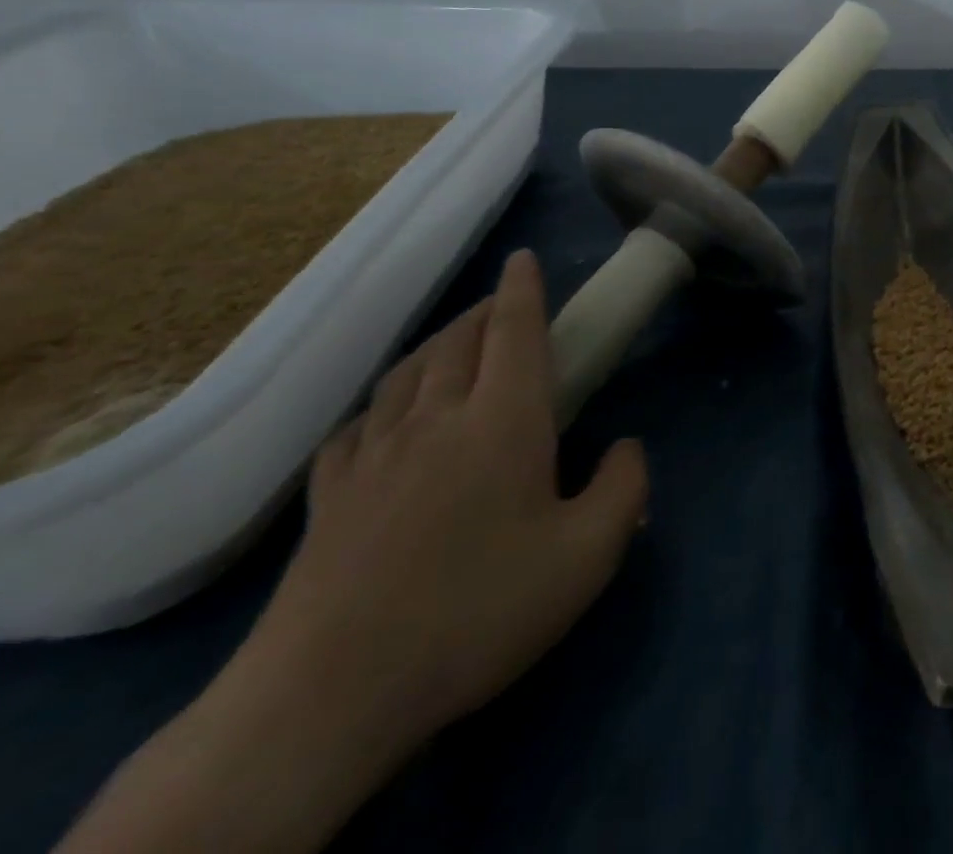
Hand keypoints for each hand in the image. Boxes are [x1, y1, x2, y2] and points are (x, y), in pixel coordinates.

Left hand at [58, 250, 648, 853]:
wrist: (330, 696)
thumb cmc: (479, 610)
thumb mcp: (588, 555)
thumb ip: (625, 487)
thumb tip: (625, 447)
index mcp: (503, 419)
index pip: (514, 331)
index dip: (522, 289)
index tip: (522, 256)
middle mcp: (437, 419)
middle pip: (458, 342)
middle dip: (483, 312)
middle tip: (503, 305)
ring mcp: (374, 457)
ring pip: (406, 374)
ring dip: (436, 345)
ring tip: (453, 344)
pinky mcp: (327, 500)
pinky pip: (356, 428)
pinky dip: (381, 405)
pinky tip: (384, 420)